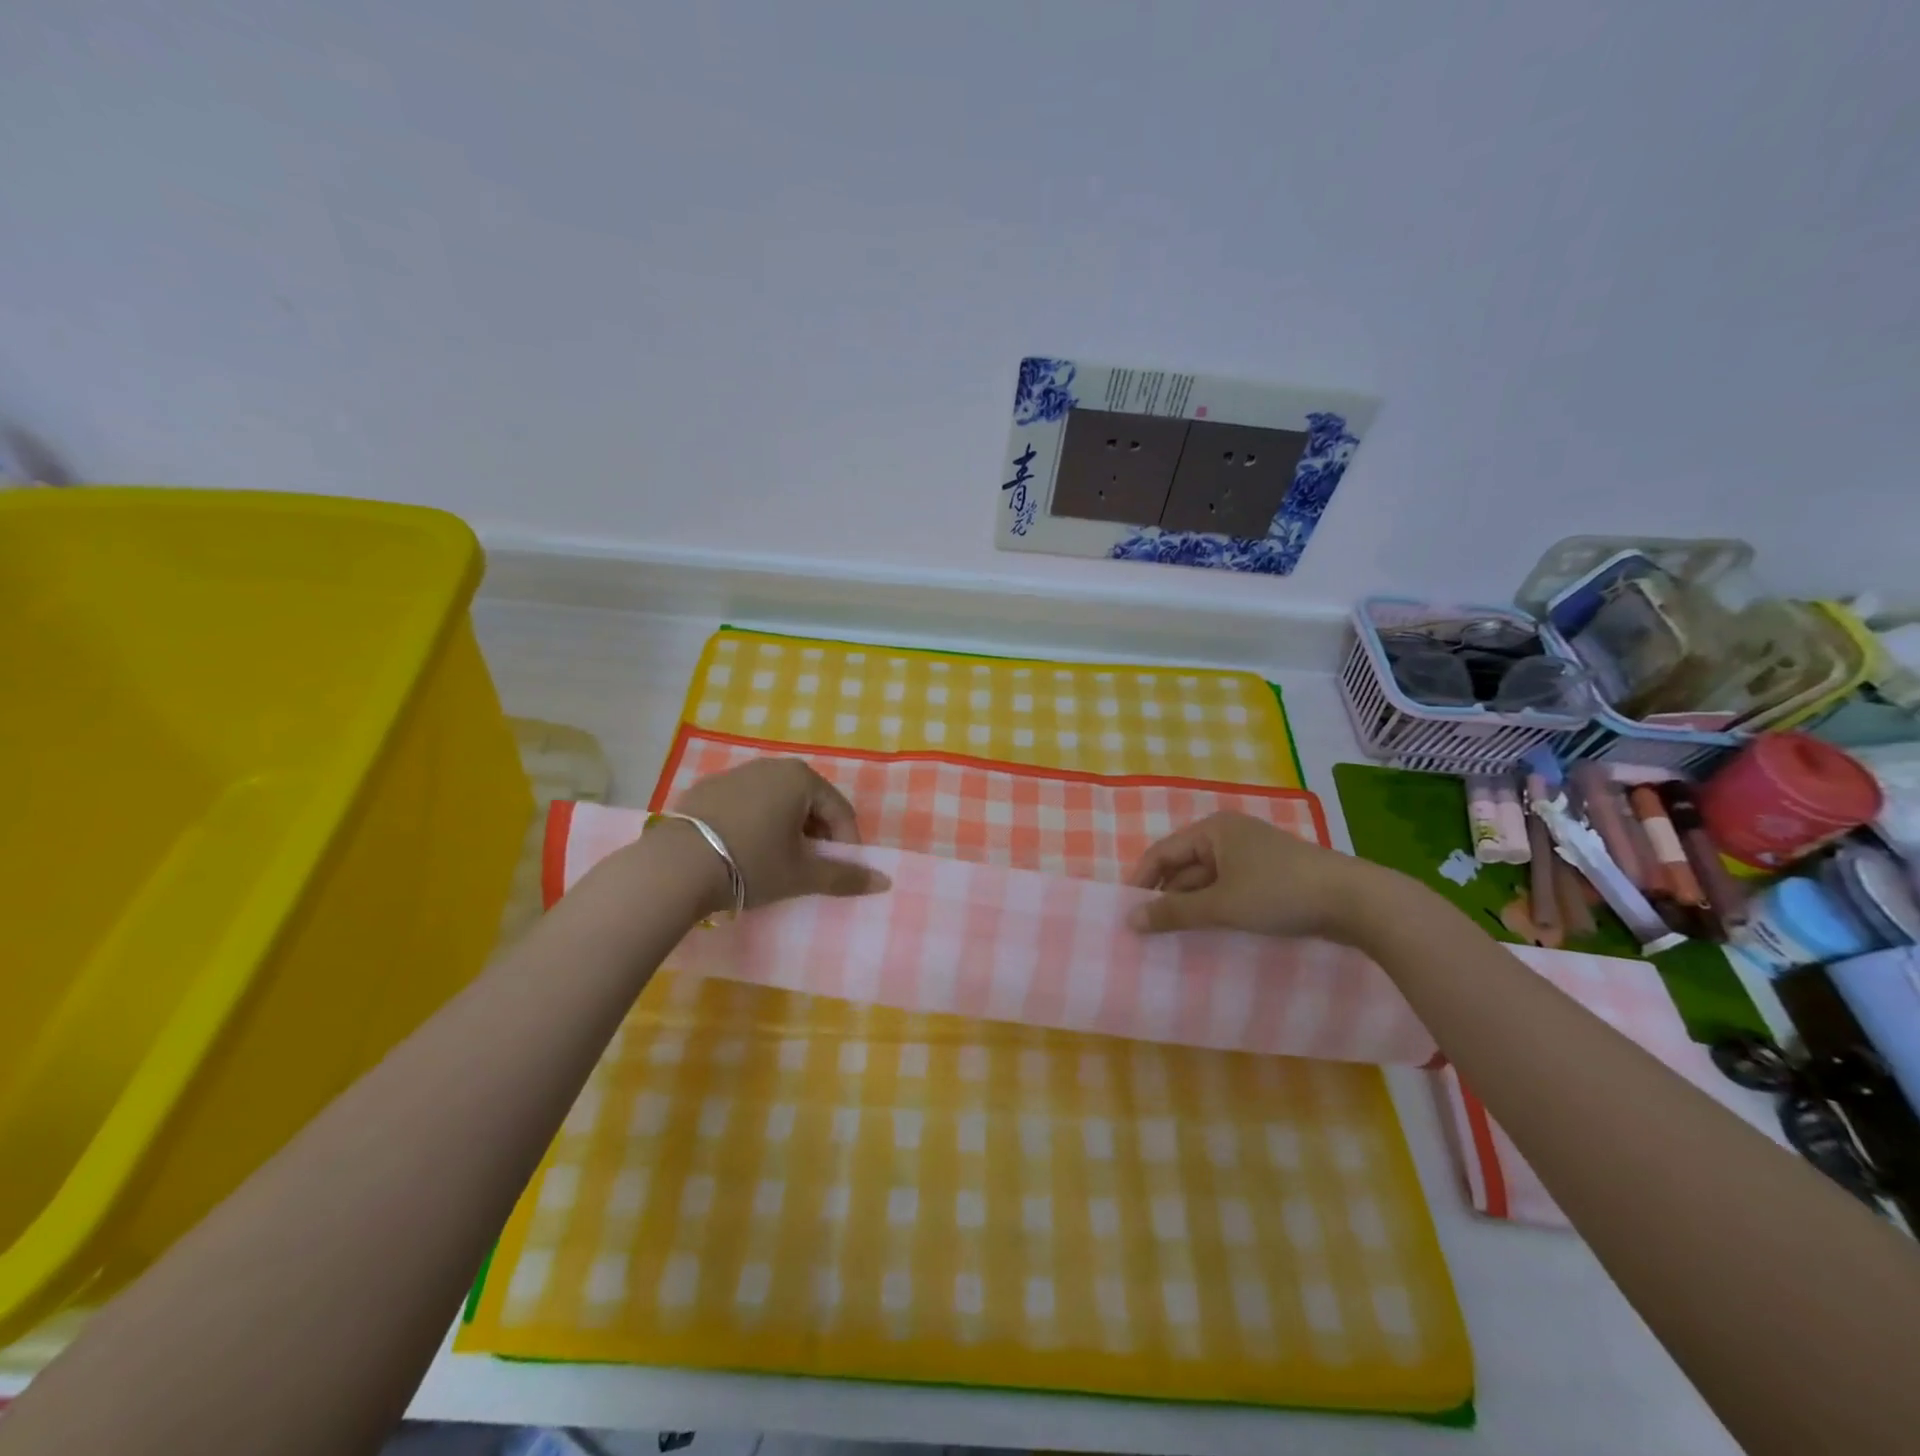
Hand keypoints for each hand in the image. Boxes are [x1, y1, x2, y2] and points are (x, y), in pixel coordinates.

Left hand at [663, 756, 890, 914]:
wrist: (675, 867)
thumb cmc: (752, 864)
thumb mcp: (802, 875)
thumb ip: (845, 876)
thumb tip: (884, 882)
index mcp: (800, 778)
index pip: (839, 810)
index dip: (846, 844)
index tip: (839, 871)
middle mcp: (770, 766)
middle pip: (808, 802)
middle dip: (816, 834)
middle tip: (809, 867)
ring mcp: (735, 773)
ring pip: (776, 801)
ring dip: (785, 828)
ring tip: (776, 861)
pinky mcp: (706, 788)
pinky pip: (745, 804)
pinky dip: (754, 823)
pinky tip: (742, 851)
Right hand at [1125, 811, 1394, 942]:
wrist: (1356, 901)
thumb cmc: (1279, 893)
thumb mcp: (1221, 905)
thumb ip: (1173, 913)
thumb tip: (1130, 920)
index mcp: (1213, 830)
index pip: (1162, 853)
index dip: (1141, 881)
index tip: (1127, 913)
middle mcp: (1229, 835)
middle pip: (1183, 865)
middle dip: (1167, 896)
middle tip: (1149, 930)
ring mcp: (1252, 855)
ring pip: (1207, 879)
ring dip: (1192, 905)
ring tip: (1175, 936)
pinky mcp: (1271, 875)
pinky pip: (1230, 888)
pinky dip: (1216, 907)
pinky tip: (1211, 931)